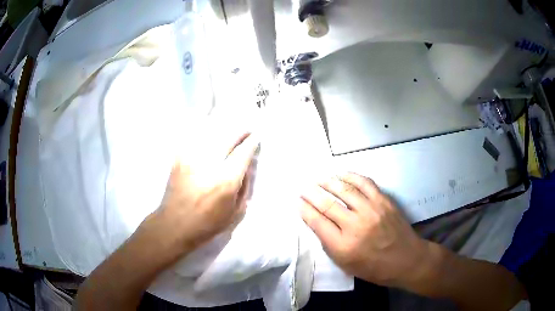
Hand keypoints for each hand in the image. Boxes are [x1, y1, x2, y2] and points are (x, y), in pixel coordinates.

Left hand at [155, 131, 258, 252]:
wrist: (174, 225)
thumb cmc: (207, 223)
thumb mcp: (235, 212)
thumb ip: (244, 187)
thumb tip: (246, 168)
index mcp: (226, 180)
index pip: (243, 152)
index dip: (252, 141)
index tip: (256, 136)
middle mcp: (209, 164)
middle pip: (228, 136)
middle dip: (240, 131)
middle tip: (246, 131)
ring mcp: (192, 158)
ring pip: (211, 133)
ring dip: (224, 130)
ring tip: (230, 131)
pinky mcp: (179, 158)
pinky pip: (194, 137)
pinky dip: (205, 132)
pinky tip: (209, 133)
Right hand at [300, 172, 431, 288]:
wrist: (405, 260)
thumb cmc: (373, 267)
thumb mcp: (345, 264)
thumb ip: (329, 243)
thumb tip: (316, 221)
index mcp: (343, 246)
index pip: (317, 222)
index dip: (304, 209)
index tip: (298, 202)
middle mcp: (355, 225)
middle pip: (327, 204)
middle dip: (311, 194)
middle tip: (304, 188)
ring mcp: (371, 210)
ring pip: (344, 190)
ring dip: (328, 182)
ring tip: (319, 180)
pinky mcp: (384, 201)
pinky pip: (364, 183)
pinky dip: (350, 176)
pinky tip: (341, 175)